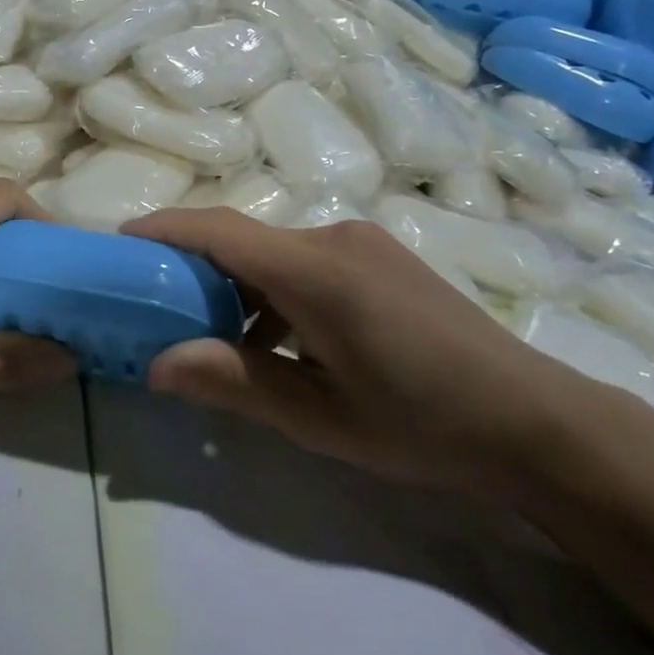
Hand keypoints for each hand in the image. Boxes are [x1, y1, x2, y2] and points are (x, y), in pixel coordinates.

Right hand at [123, 209, 588, 494]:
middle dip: (194, 269)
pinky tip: (282, 343)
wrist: (533, 421)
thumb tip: (156, 364)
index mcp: (314, 271)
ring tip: (221, 343)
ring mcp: (362, 244)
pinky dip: (275, 292)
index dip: (164, 230)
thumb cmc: (420, 423)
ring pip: (274, 253)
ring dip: (238, 288)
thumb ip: (233, 382)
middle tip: (158, 310)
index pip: (218, 231)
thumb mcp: (317, 417)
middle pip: (242, 240)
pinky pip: (306, 262)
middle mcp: (334, 238)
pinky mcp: (380, 257)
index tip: (120, 243)